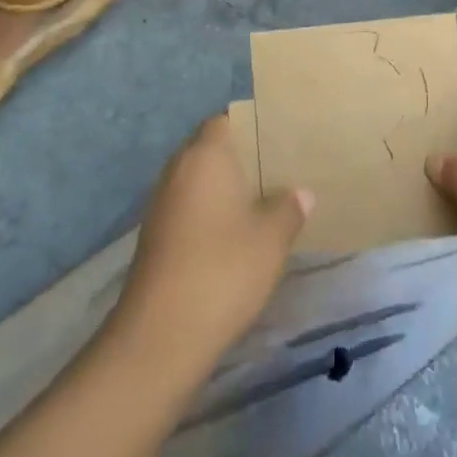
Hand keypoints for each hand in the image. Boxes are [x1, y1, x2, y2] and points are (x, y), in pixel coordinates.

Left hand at [111, 113, 311, 374]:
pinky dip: (211, 213)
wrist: (160, 336)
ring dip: (226, 188)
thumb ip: (289, 208)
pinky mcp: (156, 236)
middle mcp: (178, 170)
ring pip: (200, 181)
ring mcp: (162, 204)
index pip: (226, 120)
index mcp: (205, 156)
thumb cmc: (223, 270)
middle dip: (242, 158)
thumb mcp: (272, 238)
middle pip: (211, 149)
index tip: (280, 137)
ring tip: (265, 201)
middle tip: (281, 169)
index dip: (252, 125)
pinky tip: (237, 235)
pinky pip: (190, 208)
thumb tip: (300, 193)